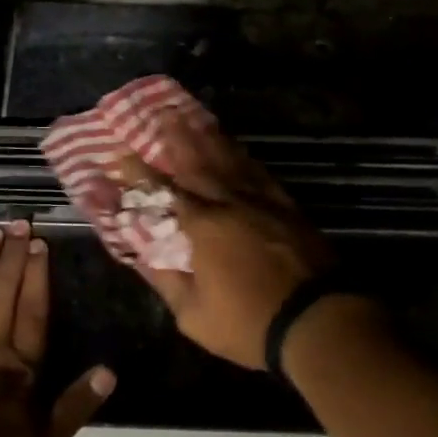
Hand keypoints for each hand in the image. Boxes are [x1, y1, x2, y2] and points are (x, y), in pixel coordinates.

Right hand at [135, 113, 334, 369]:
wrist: (316, 320)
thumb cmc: (249, 323)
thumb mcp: (194, 315)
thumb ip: (165, 280)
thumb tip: (140, 256)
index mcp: (202, 226)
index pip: (164, 190)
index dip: (141, 172)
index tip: (122, 154)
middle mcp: (228, 202)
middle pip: (198, 161)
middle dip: (177, 136)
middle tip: (161, 113)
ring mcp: (260, 200)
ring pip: (229, 159)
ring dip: (208, 136)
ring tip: (193, 117)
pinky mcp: (284, 205)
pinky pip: (257, 170)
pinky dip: (242, 155)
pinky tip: (236, 147)